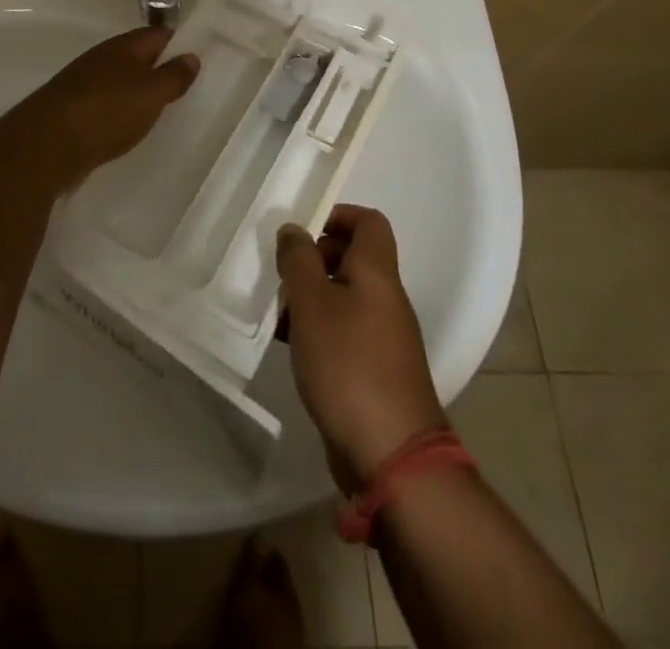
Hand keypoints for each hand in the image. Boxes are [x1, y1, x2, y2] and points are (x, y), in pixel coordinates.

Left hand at [0, 28, 199, 196]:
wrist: (48, 143)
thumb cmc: (108, 111)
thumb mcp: (151, 93)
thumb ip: (173, 75)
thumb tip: (191, 55)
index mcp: (123, 47)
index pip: (158, 34)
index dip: (179, 43)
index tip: (199, 57)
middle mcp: (101, 58)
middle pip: (136, 56)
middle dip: (157, 68)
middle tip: (183, 87)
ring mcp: (82, 83)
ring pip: (118, 80)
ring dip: (136, 91)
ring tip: (158, 109)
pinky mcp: (71, 109)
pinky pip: (103, 103)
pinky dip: (117, 111)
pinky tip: (125, 127)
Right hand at [276, 206, 446, 493]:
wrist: (391, 454)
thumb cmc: (349, 364)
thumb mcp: (312, 303)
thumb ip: (299, 260)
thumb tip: (295, 229)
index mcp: (377, 273)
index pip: (368, 222)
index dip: (337, 215)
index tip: (302, 230)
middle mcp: (386, 298)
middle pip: (354, 259)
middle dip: (314, 259)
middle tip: (282, 273)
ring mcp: (384, 337)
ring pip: (344, 297)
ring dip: (311, 297)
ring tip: (278, 313)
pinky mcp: (375, 370)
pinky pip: (344, 332)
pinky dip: (318, 330)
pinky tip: (291, 346)